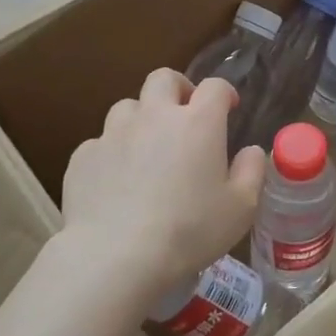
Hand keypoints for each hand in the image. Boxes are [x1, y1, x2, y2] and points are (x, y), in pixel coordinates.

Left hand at [60, 70, 266, 292]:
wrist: (116, 256)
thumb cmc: (189, 231)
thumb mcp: (240, 208)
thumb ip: (252, 171)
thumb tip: (251, 150)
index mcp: (198, 123)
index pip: (214, 86)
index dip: (224, 92)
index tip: (228, 108)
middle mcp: (155, 116)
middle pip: (163, 78)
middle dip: (177, 88)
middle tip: (185, 113)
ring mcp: (114, 133)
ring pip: (127, 107)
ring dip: (141, 118)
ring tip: (147, 147)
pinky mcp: (83, 156)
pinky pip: (100, 143)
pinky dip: (112, 153)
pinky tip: (116, 181)